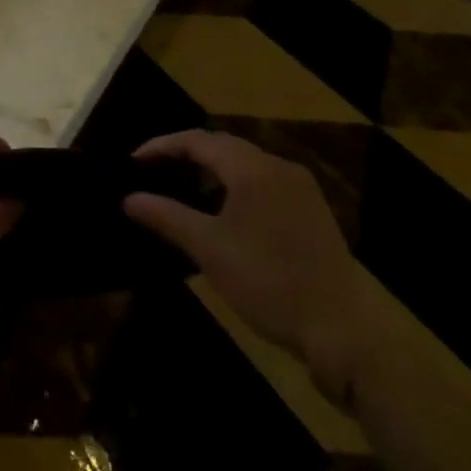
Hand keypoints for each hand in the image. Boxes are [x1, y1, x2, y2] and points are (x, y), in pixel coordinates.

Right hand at [122, 131, 364, 392]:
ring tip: (182, 189)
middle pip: (223, 146)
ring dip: (211, 170)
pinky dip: (235, 185)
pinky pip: (263, 181)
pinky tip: (222, 211)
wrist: (342, 329)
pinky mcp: (311, 210)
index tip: (134, 161)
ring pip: (245, 164)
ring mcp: (300, 188)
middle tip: (154, 171)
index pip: (198, 140)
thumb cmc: (268, 282)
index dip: (162, 146)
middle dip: (186, 154)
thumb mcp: (208, 249)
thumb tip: (128, 199)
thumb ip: (166, 217)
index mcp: (253, 169)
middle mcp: (279, 167)